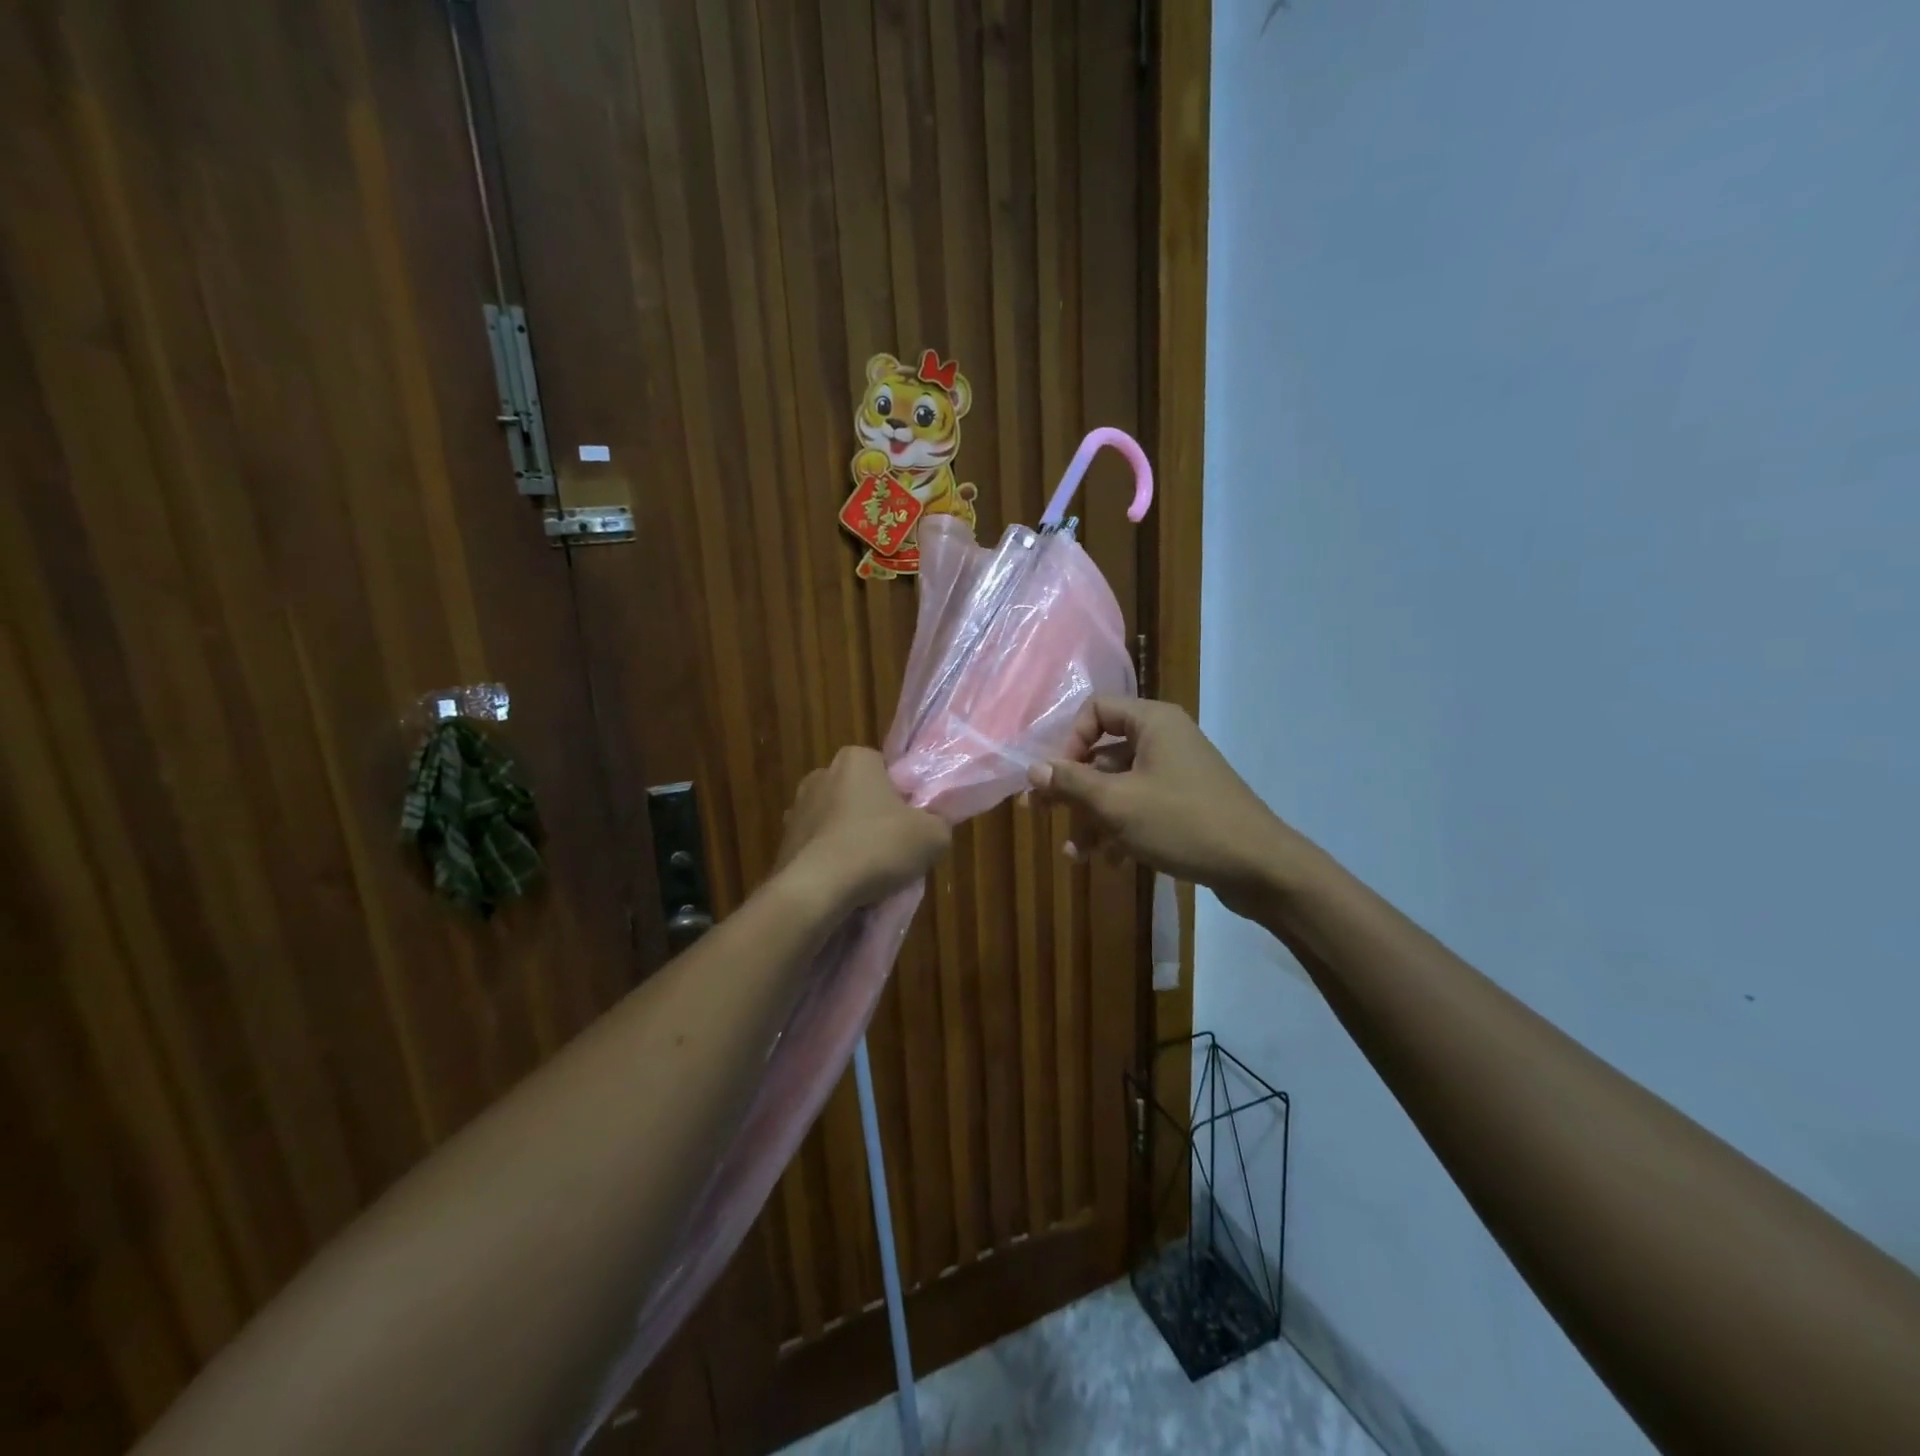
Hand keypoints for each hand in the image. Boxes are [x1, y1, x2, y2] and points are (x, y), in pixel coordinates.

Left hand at [776, 747, 950, 912]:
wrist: (816, 890)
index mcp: (856, 759)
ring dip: (851, 840)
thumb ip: (939, 822)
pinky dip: (831, 861)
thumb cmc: (878, 847)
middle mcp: (821, 775)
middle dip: (875, 817)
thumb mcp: (933, 835)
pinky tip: (846, 884)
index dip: (903, 796)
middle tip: (895, 848)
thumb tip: (931, 826)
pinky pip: (818, 848)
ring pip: (838, 823)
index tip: (912, 823)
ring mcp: (797, 809)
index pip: (886, 770)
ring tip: (870, 874)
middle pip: (860, 795)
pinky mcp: (783, 842)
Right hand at [1027, 697, 1299, 915]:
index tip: (1057, 777)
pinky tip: (1109, 862)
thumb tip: (1032, 768)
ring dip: (1093, 817)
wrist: (1259, 866)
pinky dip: (1120, 829)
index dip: (1069, 741)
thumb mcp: (1117, 803)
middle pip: (1103, 752)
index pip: (1095, 710)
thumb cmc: (1183, 823)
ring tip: (1076, 854)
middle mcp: (1164, 739)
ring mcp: (1177, 772)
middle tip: (1040, 814)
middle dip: (1072, 788)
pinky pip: (1141, 806)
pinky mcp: (1185, 803)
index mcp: (1152, 723)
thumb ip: (1071, 783)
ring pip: (1119, 786)